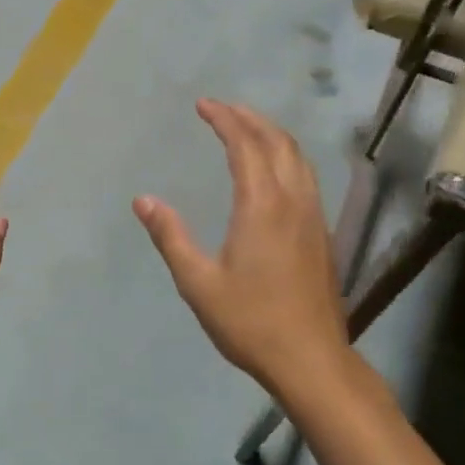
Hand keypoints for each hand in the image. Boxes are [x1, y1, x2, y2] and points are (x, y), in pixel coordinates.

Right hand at [134, 100, 350, 399]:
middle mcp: (293, 201)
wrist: (311, 359)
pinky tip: (274, 170)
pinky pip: (306, 177)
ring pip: (298, 158)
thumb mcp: (198, 282)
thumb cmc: (250, 321)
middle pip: (278, 142)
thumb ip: (171, 236)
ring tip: (248, 128)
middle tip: (223, 109)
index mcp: (262, 206)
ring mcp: (313, 216)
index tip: (203, 105)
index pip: (245, 146)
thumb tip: (143, 200)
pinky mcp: (322, 234)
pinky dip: (286, 156)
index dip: (224, 120)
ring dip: (272, 134)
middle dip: (250, 118)